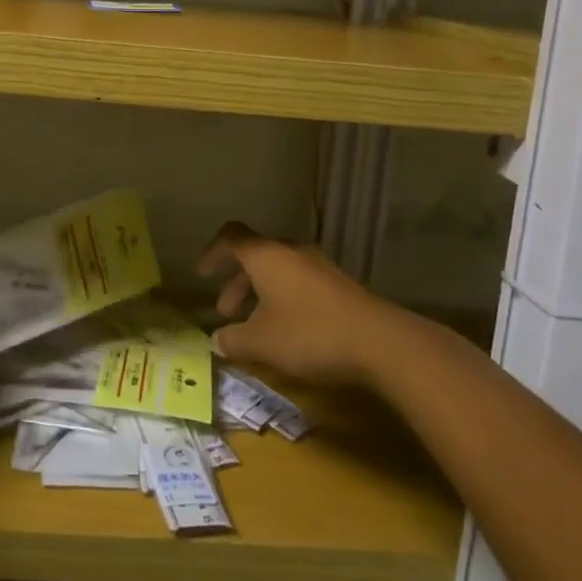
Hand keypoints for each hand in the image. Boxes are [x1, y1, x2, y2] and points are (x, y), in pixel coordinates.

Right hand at [198, 222, 390, 387]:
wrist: (379, 342)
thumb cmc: (309, 333)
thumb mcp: (262, 342)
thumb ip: (234, 339)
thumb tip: (218, 339)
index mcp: (266, 256)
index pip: (231, 238)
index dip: (213, 253)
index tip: (202, 274)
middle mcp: (291, 252)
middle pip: (255, 256)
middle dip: (237, 283)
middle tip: (227, 313)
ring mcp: (318, 267)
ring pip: (278, 271)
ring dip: (260, 293)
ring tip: (255, 327)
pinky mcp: (339, 286)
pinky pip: (299, 283)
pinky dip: (283, 300)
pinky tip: (287, 331)